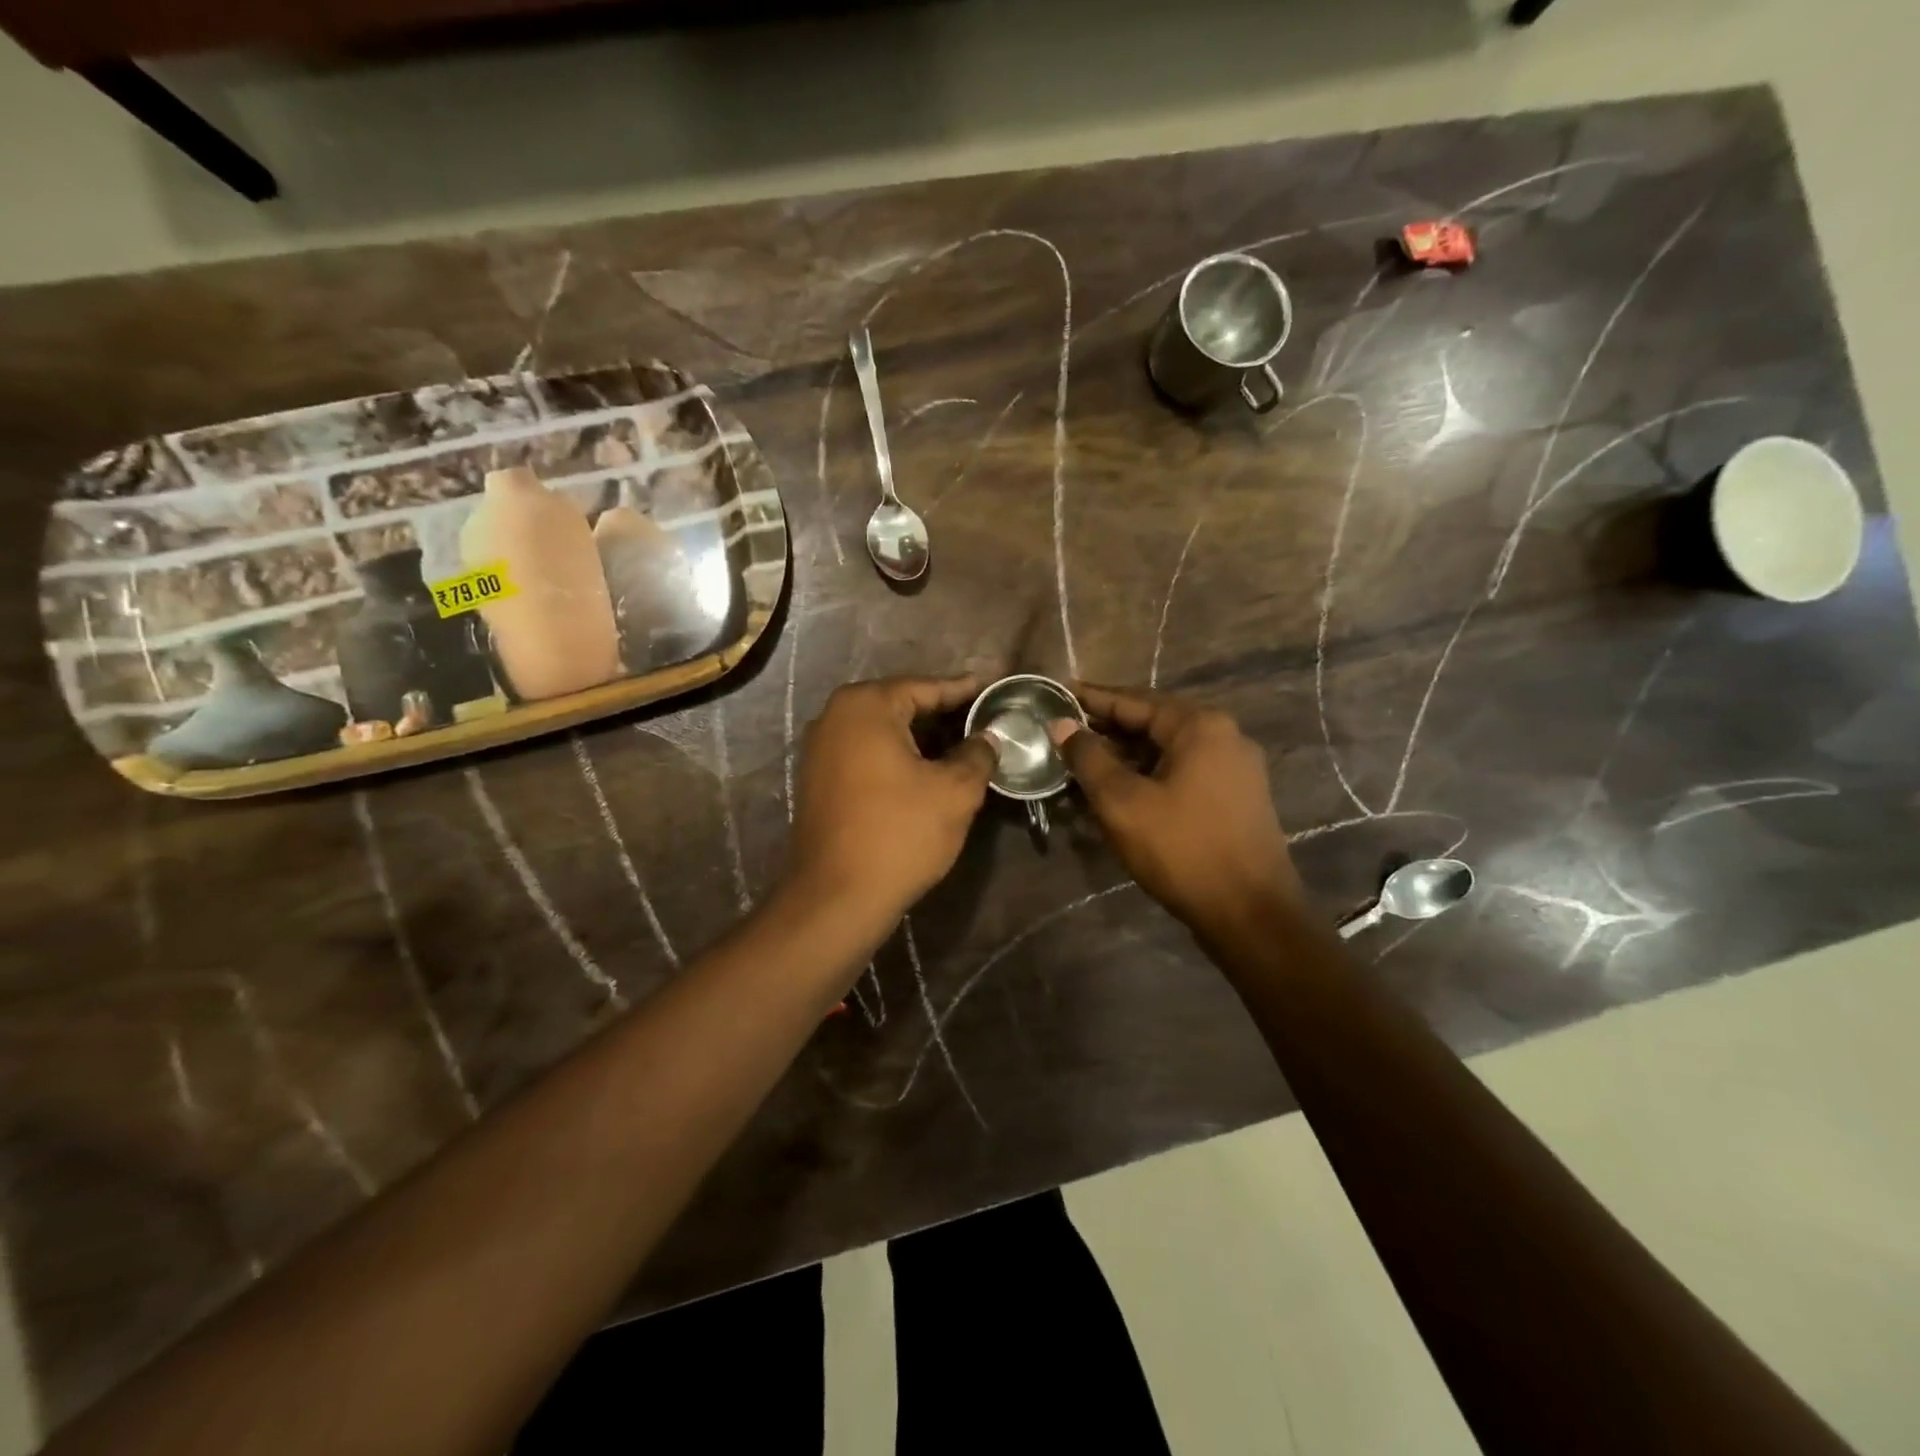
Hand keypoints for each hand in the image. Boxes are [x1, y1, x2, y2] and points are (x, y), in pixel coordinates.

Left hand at [788, 676, 996, 924]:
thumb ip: (978, 754)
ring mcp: (820, 748)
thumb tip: (988, 738)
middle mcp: (835, 716)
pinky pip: (865, 753)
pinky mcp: (817, 778)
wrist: (837, 896)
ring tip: (961, 745)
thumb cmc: (900, 833)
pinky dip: (896, 755)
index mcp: (866, 706)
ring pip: (882, 730)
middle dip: (942, 714)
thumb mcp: (955, 791)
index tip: (993, 689)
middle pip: (901, 705)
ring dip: (920, 737)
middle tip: (982, 720)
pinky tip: (925, 770)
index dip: (964, 691)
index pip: (926, 687)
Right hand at [1051, 685, 1302, 929]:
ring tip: (1082, 765)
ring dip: (1125, 757)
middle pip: (1152, 722)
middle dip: (1106, 730)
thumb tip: (1061, 724)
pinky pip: (1182, 773)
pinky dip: (1148, 776)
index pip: (1133, 700)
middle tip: (1063, 734)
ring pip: (1166, 751)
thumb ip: (1088, 758)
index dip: (1090, 699)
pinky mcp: (1236, 797)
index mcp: (1199, 726)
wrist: (1250, 914)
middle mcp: (1224, 736)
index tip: (1056, 695)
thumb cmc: (1182, 849)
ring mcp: (1235, 768)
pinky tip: (1119, 791)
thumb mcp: (1122, 802)